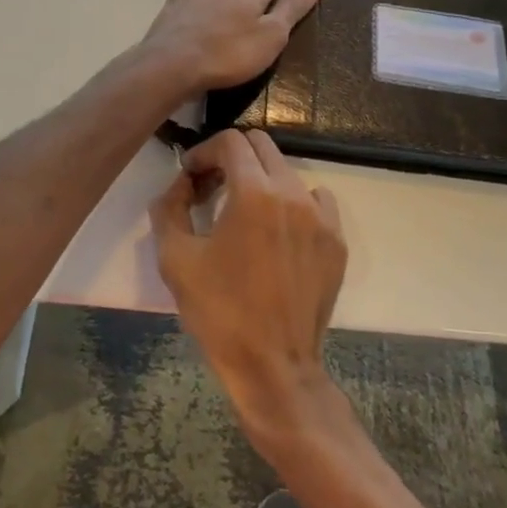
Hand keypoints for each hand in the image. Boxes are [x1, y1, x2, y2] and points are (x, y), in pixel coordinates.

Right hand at [150, 129, 346, 435]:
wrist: (273, 366)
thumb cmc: (219, 312)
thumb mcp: (176, 258)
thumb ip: (170, 208)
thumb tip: (180, 184)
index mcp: (254, 192)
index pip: (231, 141)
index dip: (205, 151)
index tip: (191, 175)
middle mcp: (293, 193)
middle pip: (262, 146)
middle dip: (232, 158)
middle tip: (212, 187)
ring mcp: (321, 217)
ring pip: (288, 172)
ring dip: (261, 179)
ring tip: (242, 212)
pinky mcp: (336, 241)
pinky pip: (316, 201)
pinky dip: (293, 202)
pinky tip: (278, 230)